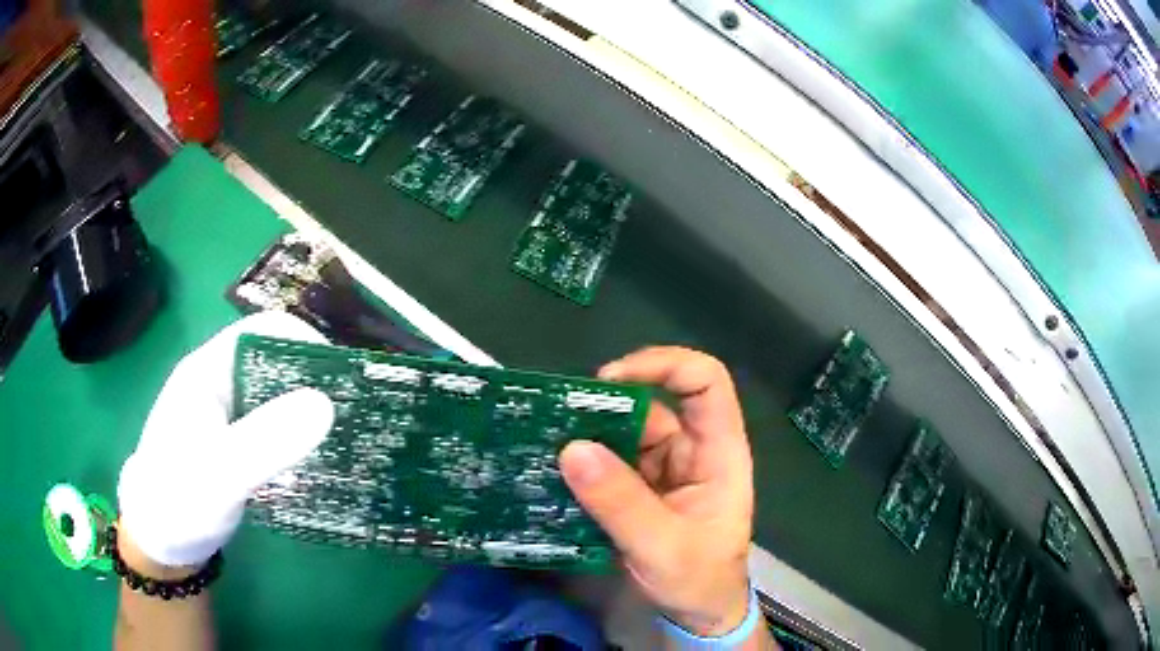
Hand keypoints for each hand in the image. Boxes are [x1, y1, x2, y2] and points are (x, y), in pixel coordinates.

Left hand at [117, 312, 335, 567]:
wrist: (161, 543)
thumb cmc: (180, 500)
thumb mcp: (222, 473)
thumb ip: (267, 440)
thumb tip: (326, 403)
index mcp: (209, 371)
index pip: (262, 332)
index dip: (304, 341)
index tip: (345, 375)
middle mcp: (219, 384)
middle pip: (274, 361)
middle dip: (315, 379)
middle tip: (356, 410)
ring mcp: (227, 415)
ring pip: (277, 397)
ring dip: (310, 411)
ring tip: (349, 434)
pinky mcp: (236, 444)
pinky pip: (274, 428)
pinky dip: (299, 438)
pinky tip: (320, 459)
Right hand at [559, 347, 753, 635]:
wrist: (699, 613)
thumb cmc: (699, 579)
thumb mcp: (662, 546)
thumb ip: (620, 502)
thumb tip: (572, 449)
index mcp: (717, 452)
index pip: (705, 383)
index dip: (664, 365)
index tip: (610, 380)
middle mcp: (692, 450)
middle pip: (654, 404)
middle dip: (607, 407)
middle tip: (558, 419)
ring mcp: (665, 469)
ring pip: (626, 433)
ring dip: (589, 436)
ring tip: (545, 443)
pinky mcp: (642, 488)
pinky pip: (611, 462)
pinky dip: (586, 463)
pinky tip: (555, 469)